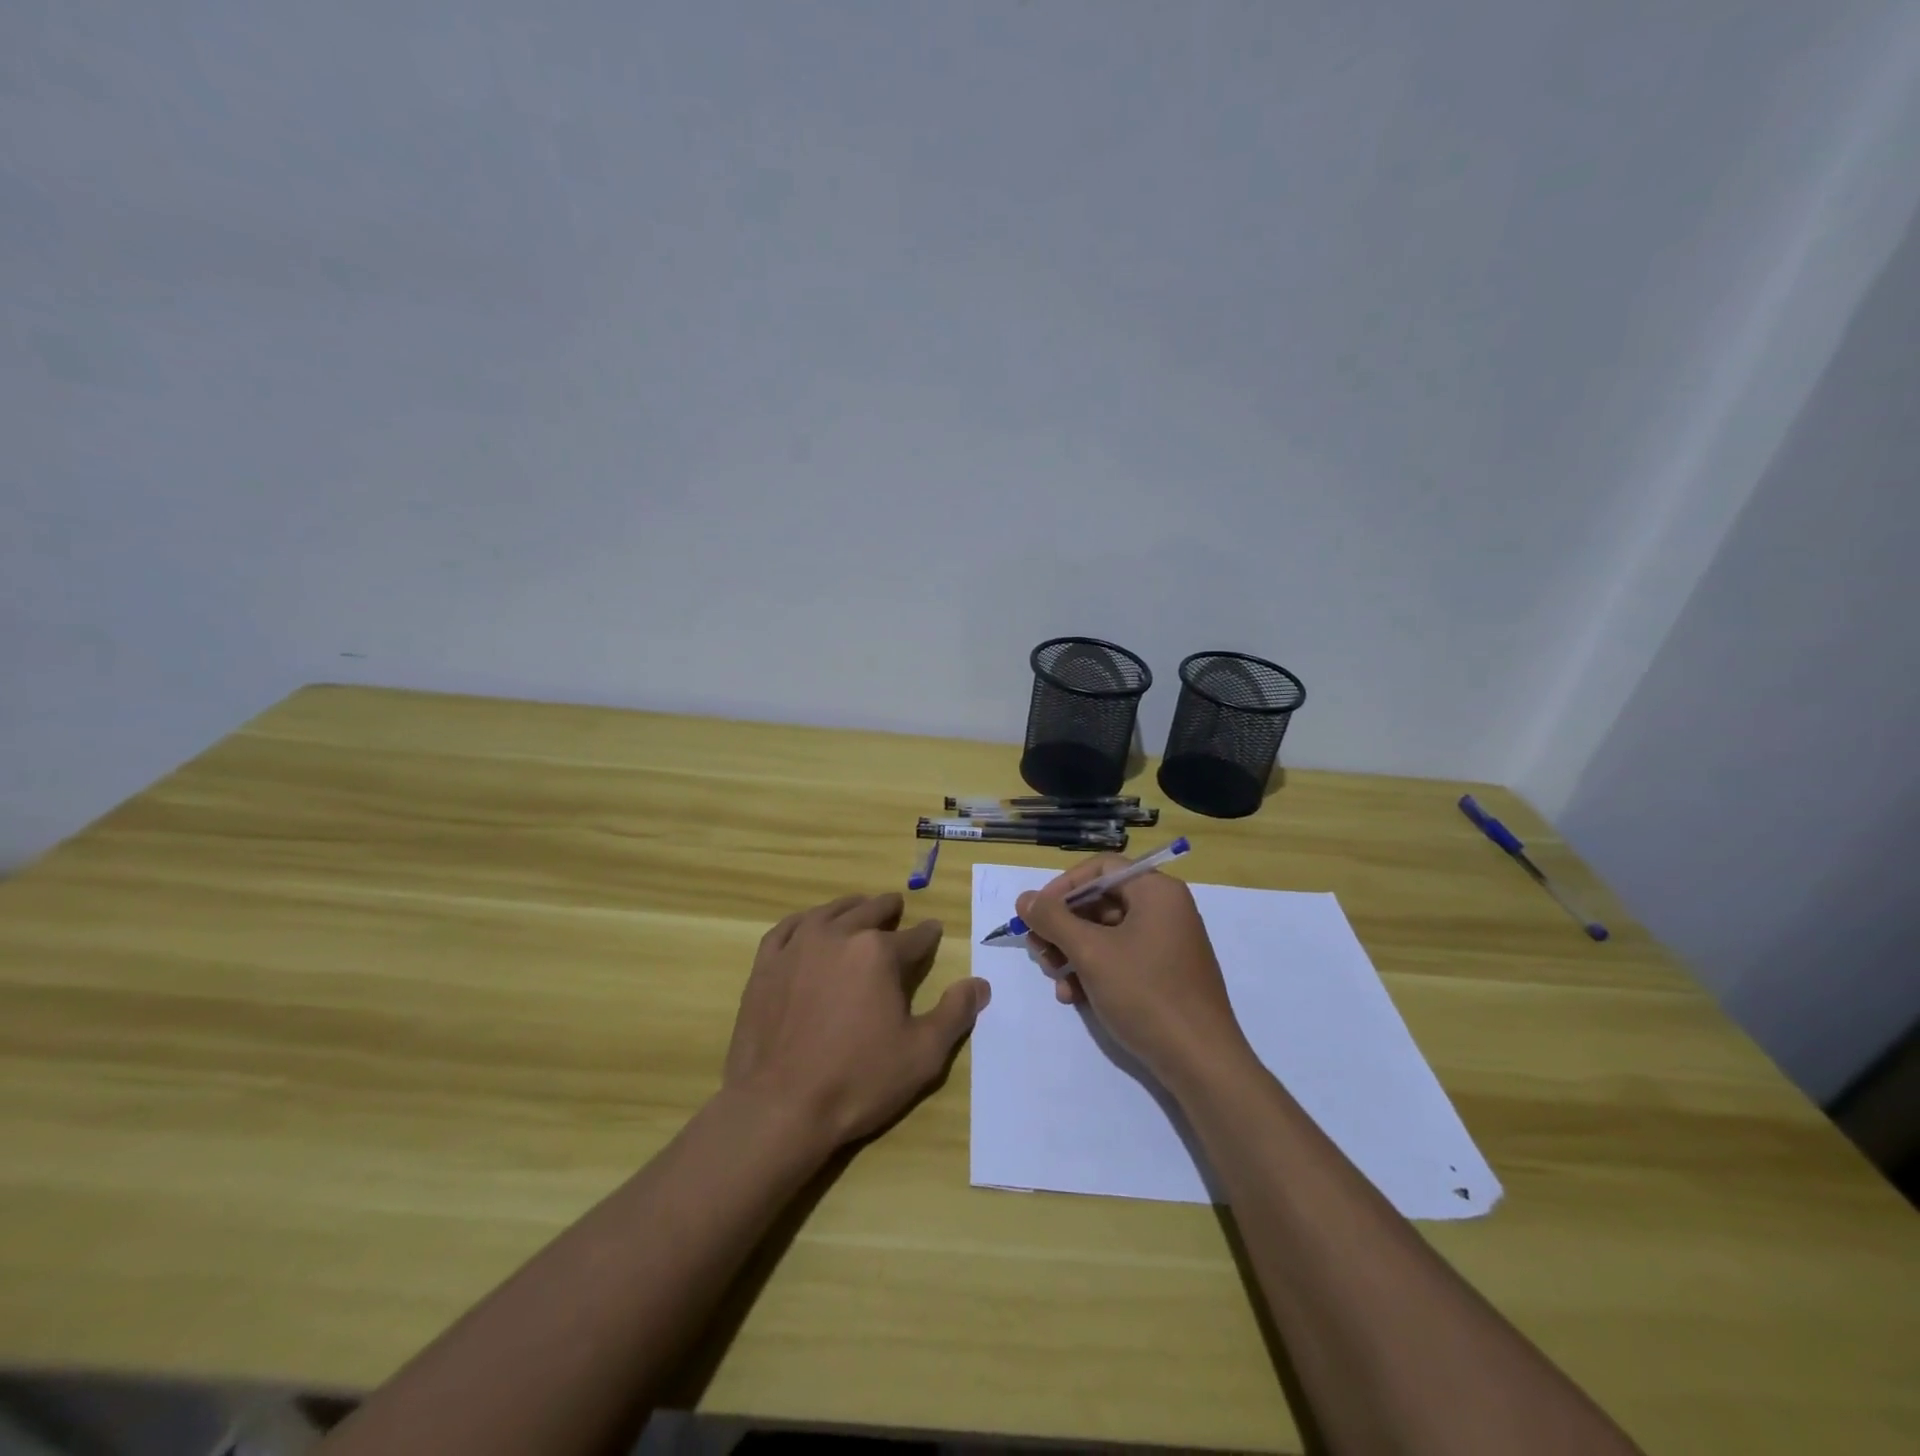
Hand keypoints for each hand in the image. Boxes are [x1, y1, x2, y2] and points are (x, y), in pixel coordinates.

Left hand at [723, 892, 989, 1148]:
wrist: (779, 1107)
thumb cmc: (858, 1081)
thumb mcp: (923, 1054)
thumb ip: (955, 1013)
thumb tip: (980, 984)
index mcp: (879, 953)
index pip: (915, 937)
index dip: (928, 935)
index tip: (934, 931)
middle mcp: (839, 935)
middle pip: (870, 911)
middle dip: (888, 910)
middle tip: (896, 907)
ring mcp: (797, 946)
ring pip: (830, 912)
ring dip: (850, 907)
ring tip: (859, 907)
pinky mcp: (766, 964)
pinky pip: (787, 928)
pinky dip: (805, 920)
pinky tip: (809, 924)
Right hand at [1016, 857, 1249, 1087]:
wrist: (1200, 1062)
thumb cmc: (1146, 994)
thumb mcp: (1091, 953)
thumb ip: (1053, 919)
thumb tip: (1025, 898)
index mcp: (1157, 892)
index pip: (1100, 868)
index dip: (1063, 886)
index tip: (1036, 913)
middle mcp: (1165, 910)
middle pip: (1100, 901)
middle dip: (1063, 926)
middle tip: (1037, 950)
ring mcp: (1167, 943)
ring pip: (1105, 933)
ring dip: (1072, 952)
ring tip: (1054, 978)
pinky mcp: (1165, 974)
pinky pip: (1120, 958)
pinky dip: (1093, 971)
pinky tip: (1073, 996)